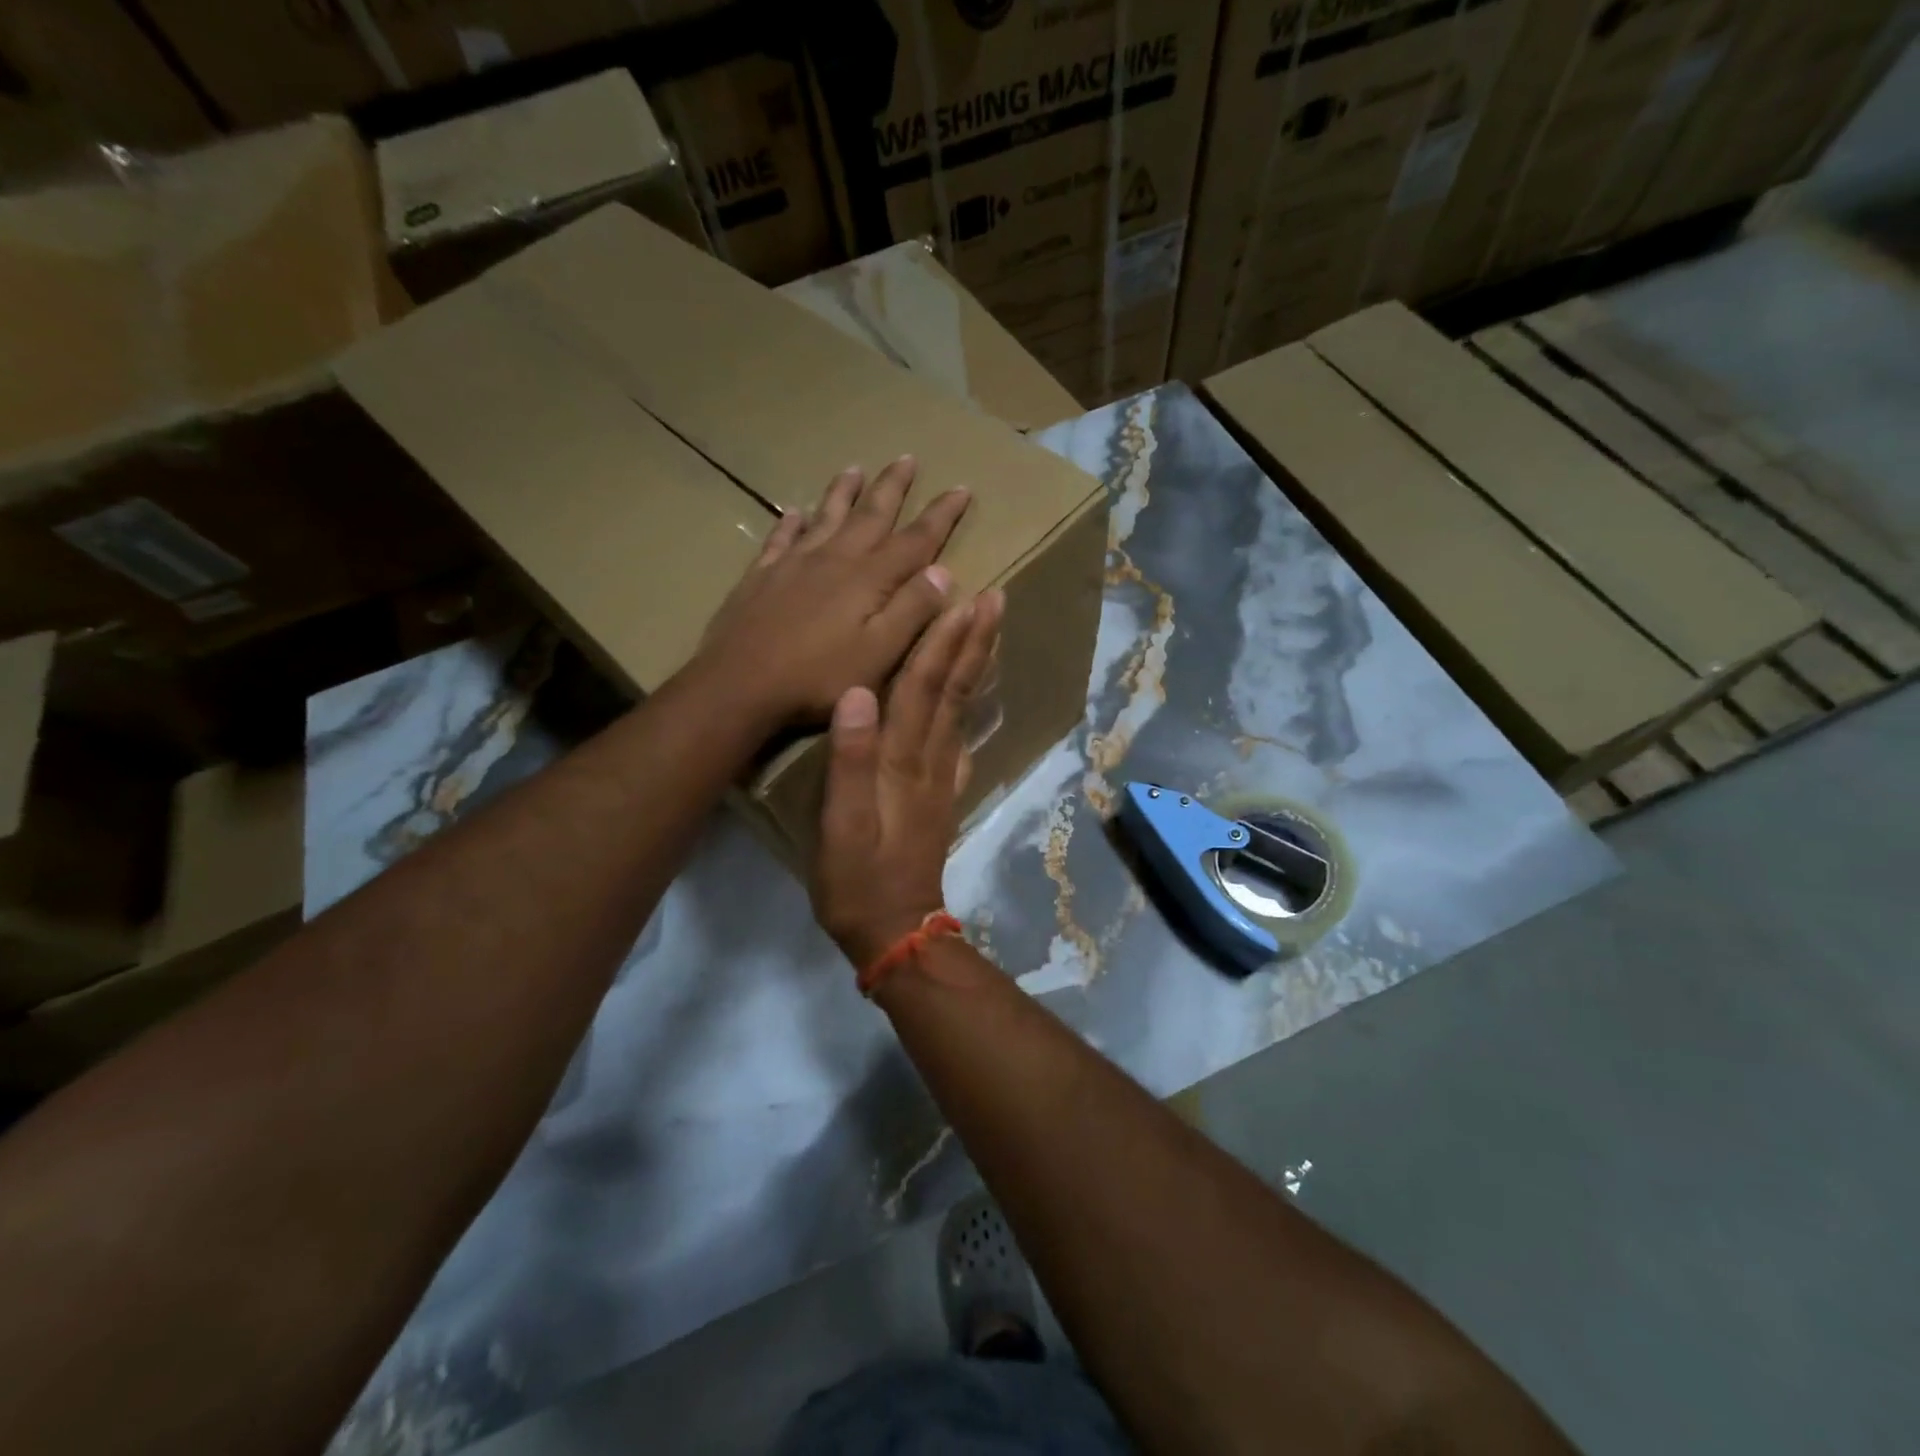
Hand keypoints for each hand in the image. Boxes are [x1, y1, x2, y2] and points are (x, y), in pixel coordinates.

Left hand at [695, 456, 970, 727]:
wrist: (739, 684)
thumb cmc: (818, 677)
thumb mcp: (880, 653)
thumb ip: (913, 611)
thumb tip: (944, 571)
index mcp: (869, 579)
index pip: (916, 540)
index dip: (941, 515)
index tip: (962, 488)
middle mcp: (834, 560)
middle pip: (870, 515)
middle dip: (893, 487)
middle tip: (907, 458)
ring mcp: (793, 564)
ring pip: (825, 517)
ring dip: (843, 493)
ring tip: (854, 468)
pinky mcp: (761, 577)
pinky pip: (780, 538)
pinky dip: (791, 522)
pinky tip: (794, 512)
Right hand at [810, 587, 1003, 970]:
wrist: (896, 930)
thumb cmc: (856, 878)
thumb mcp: (838, 824)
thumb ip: (848, 759)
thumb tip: (856, 692)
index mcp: (902, 760)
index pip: (923, 686)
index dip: (943, 641)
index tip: (965, 598)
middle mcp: (929, 760)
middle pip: (953, 690)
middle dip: (973, 641)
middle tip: (994, 598)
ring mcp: (941, 778)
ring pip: (961, 710)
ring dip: (976, 666)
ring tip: (989, 632)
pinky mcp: (942, 796)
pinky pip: (960, 739)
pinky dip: (970, 709)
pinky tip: (974, 699)